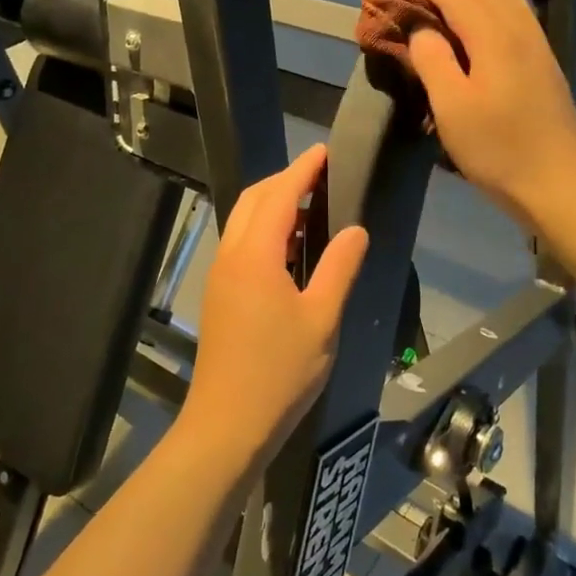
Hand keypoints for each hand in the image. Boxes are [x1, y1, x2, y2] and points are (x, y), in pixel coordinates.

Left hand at [178, 145, 368, 477]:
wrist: (227, 424)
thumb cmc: (280, 372)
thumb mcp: (321, 319)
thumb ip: (339, 268)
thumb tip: (356, 229)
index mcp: (255, 255)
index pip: (279, 195)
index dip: (302, 170)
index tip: (323, 151)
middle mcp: (231, 255)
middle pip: (254, 200)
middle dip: (284, 180)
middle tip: (320, 175)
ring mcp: (220, 275)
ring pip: (243, 221)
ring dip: (273, 205)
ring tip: (311, 208)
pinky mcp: (219, 293)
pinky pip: (241, 242)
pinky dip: (264, 229)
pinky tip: (291, 248)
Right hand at [404, 0, 575, 228]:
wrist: (560, 183)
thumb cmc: (498, 149)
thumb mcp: (452, 108)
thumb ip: (433, 61)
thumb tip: (422, 29)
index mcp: (492, 37)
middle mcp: (518, 29)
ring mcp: (536, 43)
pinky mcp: (544, 60)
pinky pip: (517, 8)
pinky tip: (490, 2)